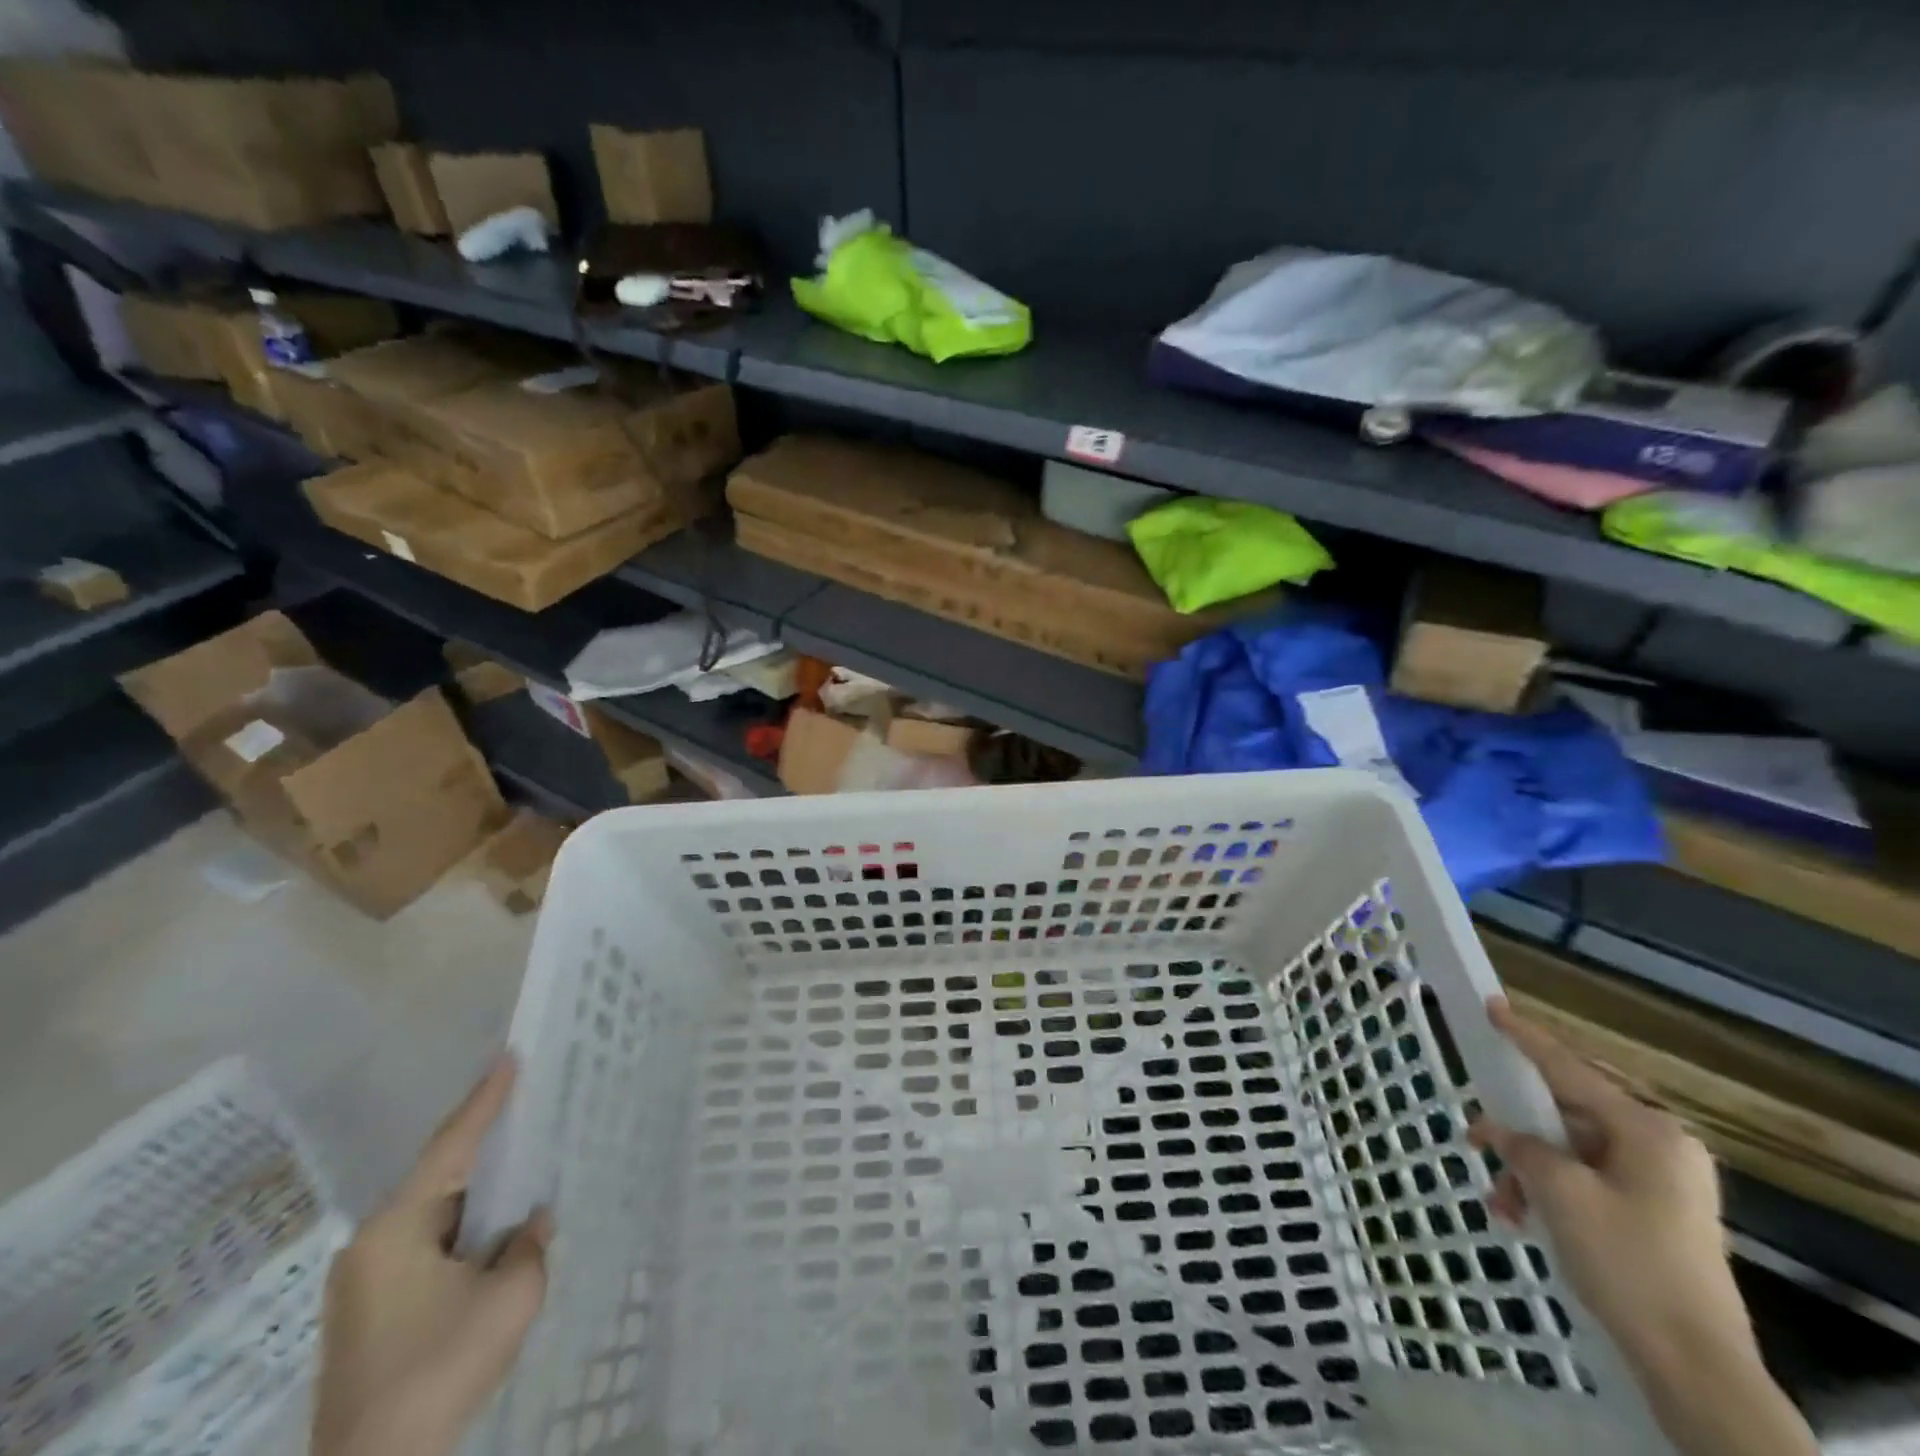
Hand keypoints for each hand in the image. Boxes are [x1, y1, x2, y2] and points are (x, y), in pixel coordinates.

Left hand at [312, 1055, 549, 1455]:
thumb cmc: (439, 1367)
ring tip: (521, 1174)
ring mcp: (365, 1284)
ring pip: (435, 1217)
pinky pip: (428, 1248)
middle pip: (440, 1178)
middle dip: (486, 1149)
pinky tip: (493, 1238)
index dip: (486, 1099)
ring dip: (478, 1200)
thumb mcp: (509, 1297)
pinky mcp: (371, 1315)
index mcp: (395, 1230)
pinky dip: (464, 1233)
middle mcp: (370, 1246)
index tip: (510, 1056)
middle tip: (526, 1109)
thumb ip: (530, 1246)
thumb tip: (531, 1223)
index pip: (452, 1146)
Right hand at [1470, 997, 1815, 1455]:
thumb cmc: (1627, 1262)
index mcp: (1649, 1131)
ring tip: (1501, 1202)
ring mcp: (1661, 1183)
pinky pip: (1586, 1180)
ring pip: (1571, 1151)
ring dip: (1528, 1171)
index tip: (1493, 1005)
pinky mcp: (1653, 1214)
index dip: (1526, 1037)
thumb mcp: (1559, 1193)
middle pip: (1568, 1112)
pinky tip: (1522, 1218)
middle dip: (1519, 1130)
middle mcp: (1660, 1147)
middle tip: (1477, 1135)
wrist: (1695, 1366)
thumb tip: (1497, 1129)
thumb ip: (1521, 1145)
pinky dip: (1550, 1192)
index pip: (1570, 1068)